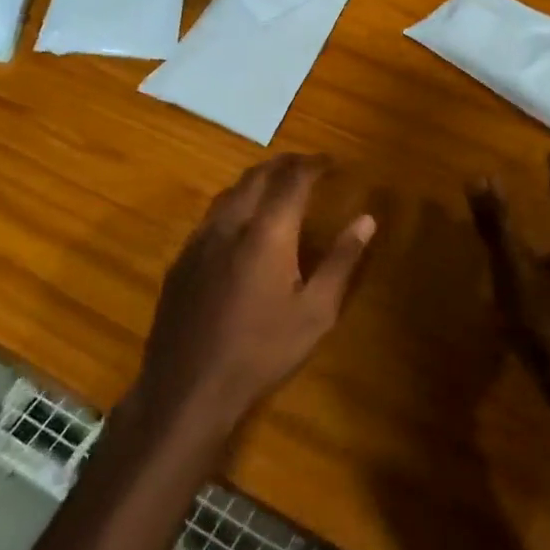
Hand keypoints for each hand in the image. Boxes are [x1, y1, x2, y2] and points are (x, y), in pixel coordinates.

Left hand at [131, 155, 376, 448]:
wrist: (188, 386)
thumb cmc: (262, 351)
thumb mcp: (315, 312)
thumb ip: (341, 261)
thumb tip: (366, 220)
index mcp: (267, 232)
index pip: (293, 179)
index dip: (315, 164)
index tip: (333, 163)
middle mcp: (231, 224)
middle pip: (257, 175)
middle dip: (285, 164)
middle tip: (308, 166)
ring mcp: (200, 239)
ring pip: (230, 191)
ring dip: (257, 180)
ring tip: (278, 186)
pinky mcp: (182, 258)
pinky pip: (212, 214)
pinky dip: (235, 202)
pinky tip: (242, 224)